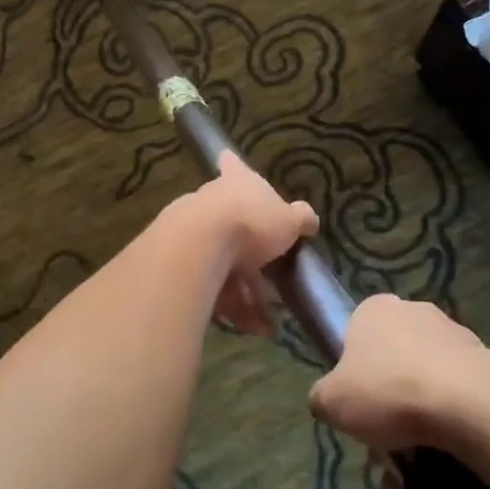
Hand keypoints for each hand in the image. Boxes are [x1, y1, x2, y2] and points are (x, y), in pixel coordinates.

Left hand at [197, 151, 316, 337]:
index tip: (227, 160)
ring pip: (223, 264)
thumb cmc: (250, 222)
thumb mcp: (288, 220)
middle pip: (233, 226)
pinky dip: (231, 307)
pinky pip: (211, 286)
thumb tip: (309, 218)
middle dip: (254, 261)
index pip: (233, 166)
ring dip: (246, 295)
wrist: (198, 246)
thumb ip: (300, 218)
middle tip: (272, 287)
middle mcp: (211, 201)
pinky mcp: (180, 262)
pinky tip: (251, 328)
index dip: (233, 165)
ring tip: (267, 324)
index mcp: (236, 182)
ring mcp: (192, 230)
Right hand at [308, 294, 484, 449]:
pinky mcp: (488, 364)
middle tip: (386, 439)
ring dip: (421, 417)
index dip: (355, 372)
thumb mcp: (331, 402)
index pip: (357, 335)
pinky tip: (447, 460)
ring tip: (417, 462)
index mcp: (374, 309)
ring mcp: (455, 335)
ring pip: (428, 381)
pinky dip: (452, 424)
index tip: (359, 404)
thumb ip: (322, 398)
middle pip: (393, 360)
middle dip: (390, 399)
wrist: (469, 406)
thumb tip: (328, 403)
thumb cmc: (388, 391)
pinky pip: (460, 397)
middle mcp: (414, 311)